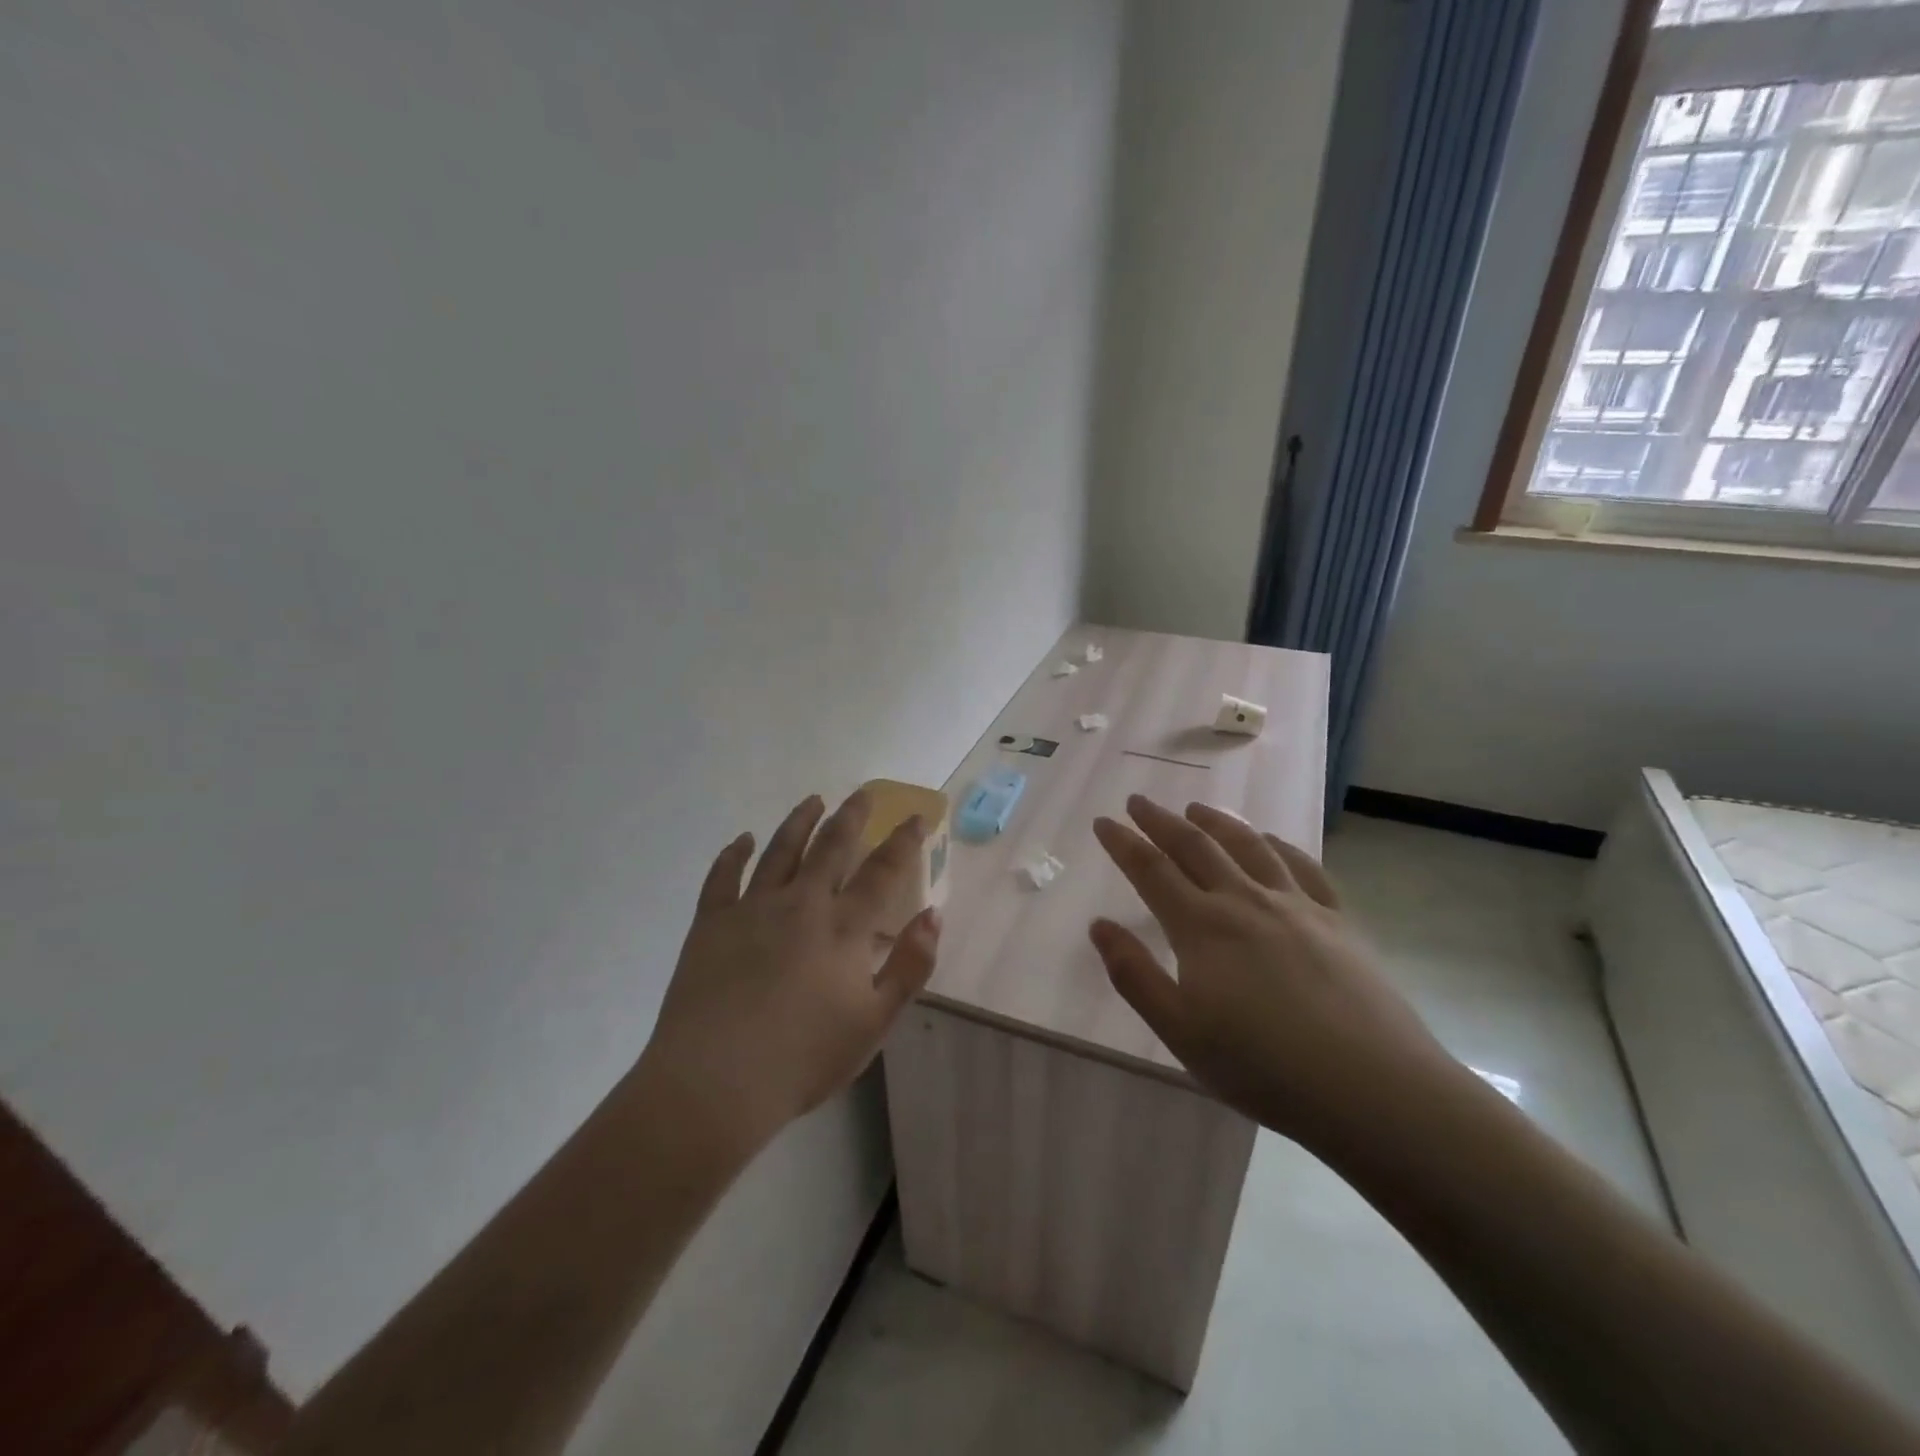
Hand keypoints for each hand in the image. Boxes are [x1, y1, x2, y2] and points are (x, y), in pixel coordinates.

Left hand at [637, 789, 941, 1150]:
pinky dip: (734, 854)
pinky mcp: (711, 923)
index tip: (914, 817)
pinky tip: (743, 840)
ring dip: (799, 822)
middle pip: (830, 846)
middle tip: (862, 793)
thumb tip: (933, 915)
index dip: (902, 840)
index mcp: (843, 928)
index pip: (881, 870)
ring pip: (780, 850)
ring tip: (812, 801)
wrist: (715, 1083)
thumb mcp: (873, 1022)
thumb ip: (909, 965)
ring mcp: (751, 909)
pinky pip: (723, 877)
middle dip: (851, 815)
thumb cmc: (803, 1058)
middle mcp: (800, 904)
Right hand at [1089, 795, 1460, 1152]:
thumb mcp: (1181, 1032)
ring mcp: (1296, 906)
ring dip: (1217, 821)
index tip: (1103, 821)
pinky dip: (1278, 845)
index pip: (1151, 870)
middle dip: (1161, 820)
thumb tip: (1099, 925)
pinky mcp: (1338, 920)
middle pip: (1195, 847)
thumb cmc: (1264, 1067)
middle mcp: (1245, 901)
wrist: (1372, 1088)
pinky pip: (1303, 867)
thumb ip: (1134, 975)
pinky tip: (1269, 840)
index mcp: (1202, 928)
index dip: (1123, 843)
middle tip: (1138, 801)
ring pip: (1248, 847)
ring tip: (1196, 807)